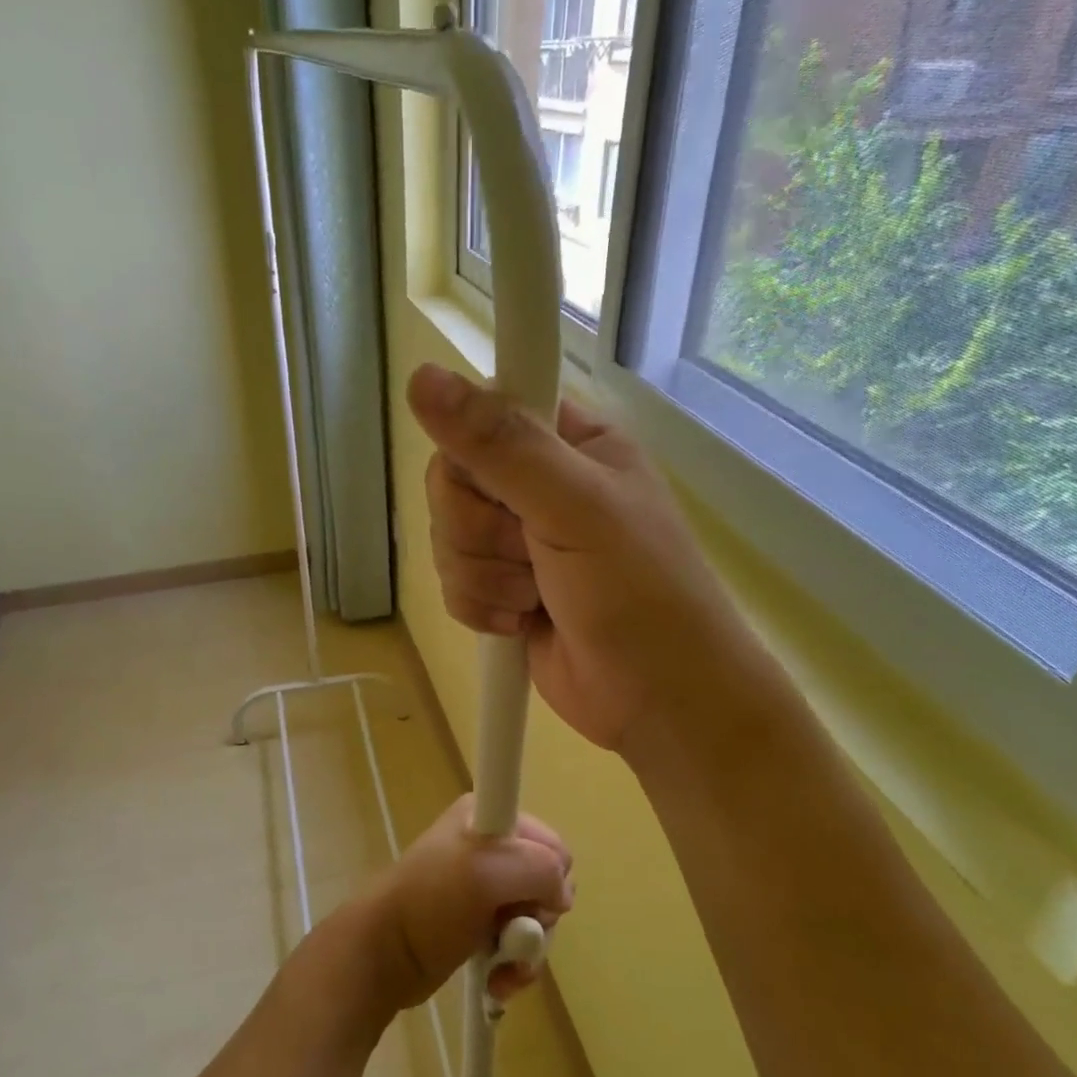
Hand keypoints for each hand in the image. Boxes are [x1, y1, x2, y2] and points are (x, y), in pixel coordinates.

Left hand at [362, 795, 572, 1011]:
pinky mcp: (479, 925)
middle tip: (512, 932)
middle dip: (539, 917)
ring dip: (527, 950)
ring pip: (537, 918)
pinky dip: (515, 966)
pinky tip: (499, 981)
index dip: (550, 874)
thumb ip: (539, 868)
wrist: (383, 955)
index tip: (532, 897)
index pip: (549, 841)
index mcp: (487, 817)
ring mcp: (484, 889)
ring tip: (504, 968)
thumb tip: (561, 894)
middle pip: (548, 884)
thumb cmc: (430, 904)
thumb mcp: (485, 871)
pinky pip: (518, 944)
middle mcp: (487, 847)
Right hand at [410, 363, 779, 761]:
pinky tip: (522, 623)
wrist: (656, 698)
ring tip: (537, 598)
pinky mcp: (499, 591)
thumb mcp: (575, 507)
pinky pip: (451, 584)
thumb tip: (421, 377)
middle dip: (482, 534)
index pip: (482, 416)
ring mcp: (516, 542)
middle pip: (451, 485)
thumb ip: (500, 445)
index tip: (500, 491)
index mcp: (568, 442)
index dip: (474, 455)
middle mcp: (537, 484)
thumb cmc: (638, 592)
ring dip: (486, 579)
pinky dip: (481, 609)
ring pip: (446, 539)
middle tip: (533, 555)